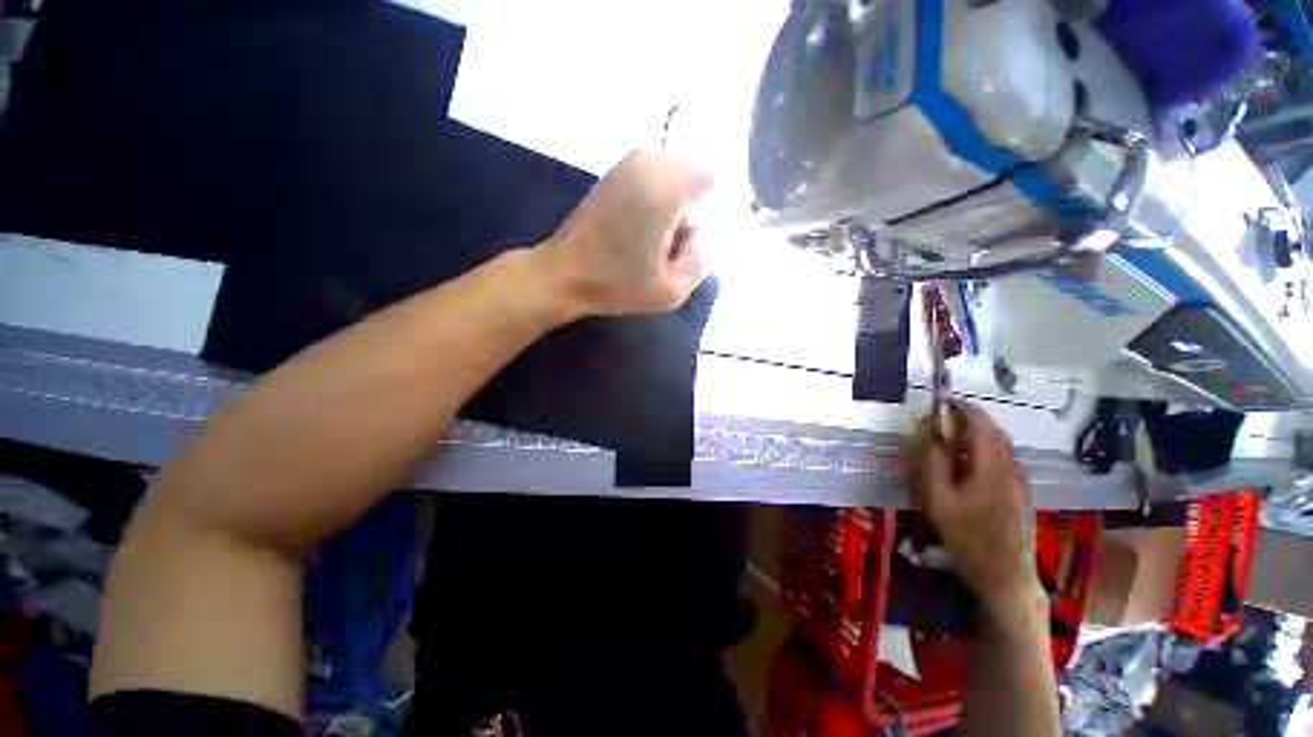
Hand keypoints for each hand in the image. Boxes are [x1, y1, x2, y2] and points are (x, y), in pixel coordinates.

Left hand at [535, 150, 711, 317]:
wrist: (565, 273)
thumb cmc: (616, 285)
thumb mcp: (670, 291)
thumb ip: (703, 260)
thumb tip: (707, 235)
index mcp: (665, 190)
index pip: (718, 178)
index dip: (723, 206)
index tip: (710, 235)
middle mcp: (649, 164)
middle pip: (699, 170)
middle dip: (702, 202)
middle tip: (686, 240)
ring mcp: (631, 163)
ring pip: (679, 169)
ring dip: (683, 198)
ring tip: (667, 236)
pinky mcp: (619, 171)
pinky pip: (659, 172)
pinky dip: (666, 193)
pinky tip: (651, 225)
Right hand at [911, 401, 1043, 622]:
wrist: (1006, 576)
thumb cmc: (967, 537)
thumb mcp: (938, 499)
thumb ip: (933, 461)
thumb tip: (931, 430)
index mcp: (992, 466)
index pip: (980, 425)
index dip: (963, 409)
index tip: (944, 400)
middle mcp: (1012, 468)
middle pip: (995, 433)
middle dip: (973, 418)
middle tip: (947, 415)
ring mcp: (1021, 482)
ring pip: (1003, 446)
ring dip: (981, 433)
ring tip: (955, 434)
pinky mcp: (1023, 494)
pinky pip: (1006, 460)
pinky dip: (988, 449)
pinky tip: (972, 462)